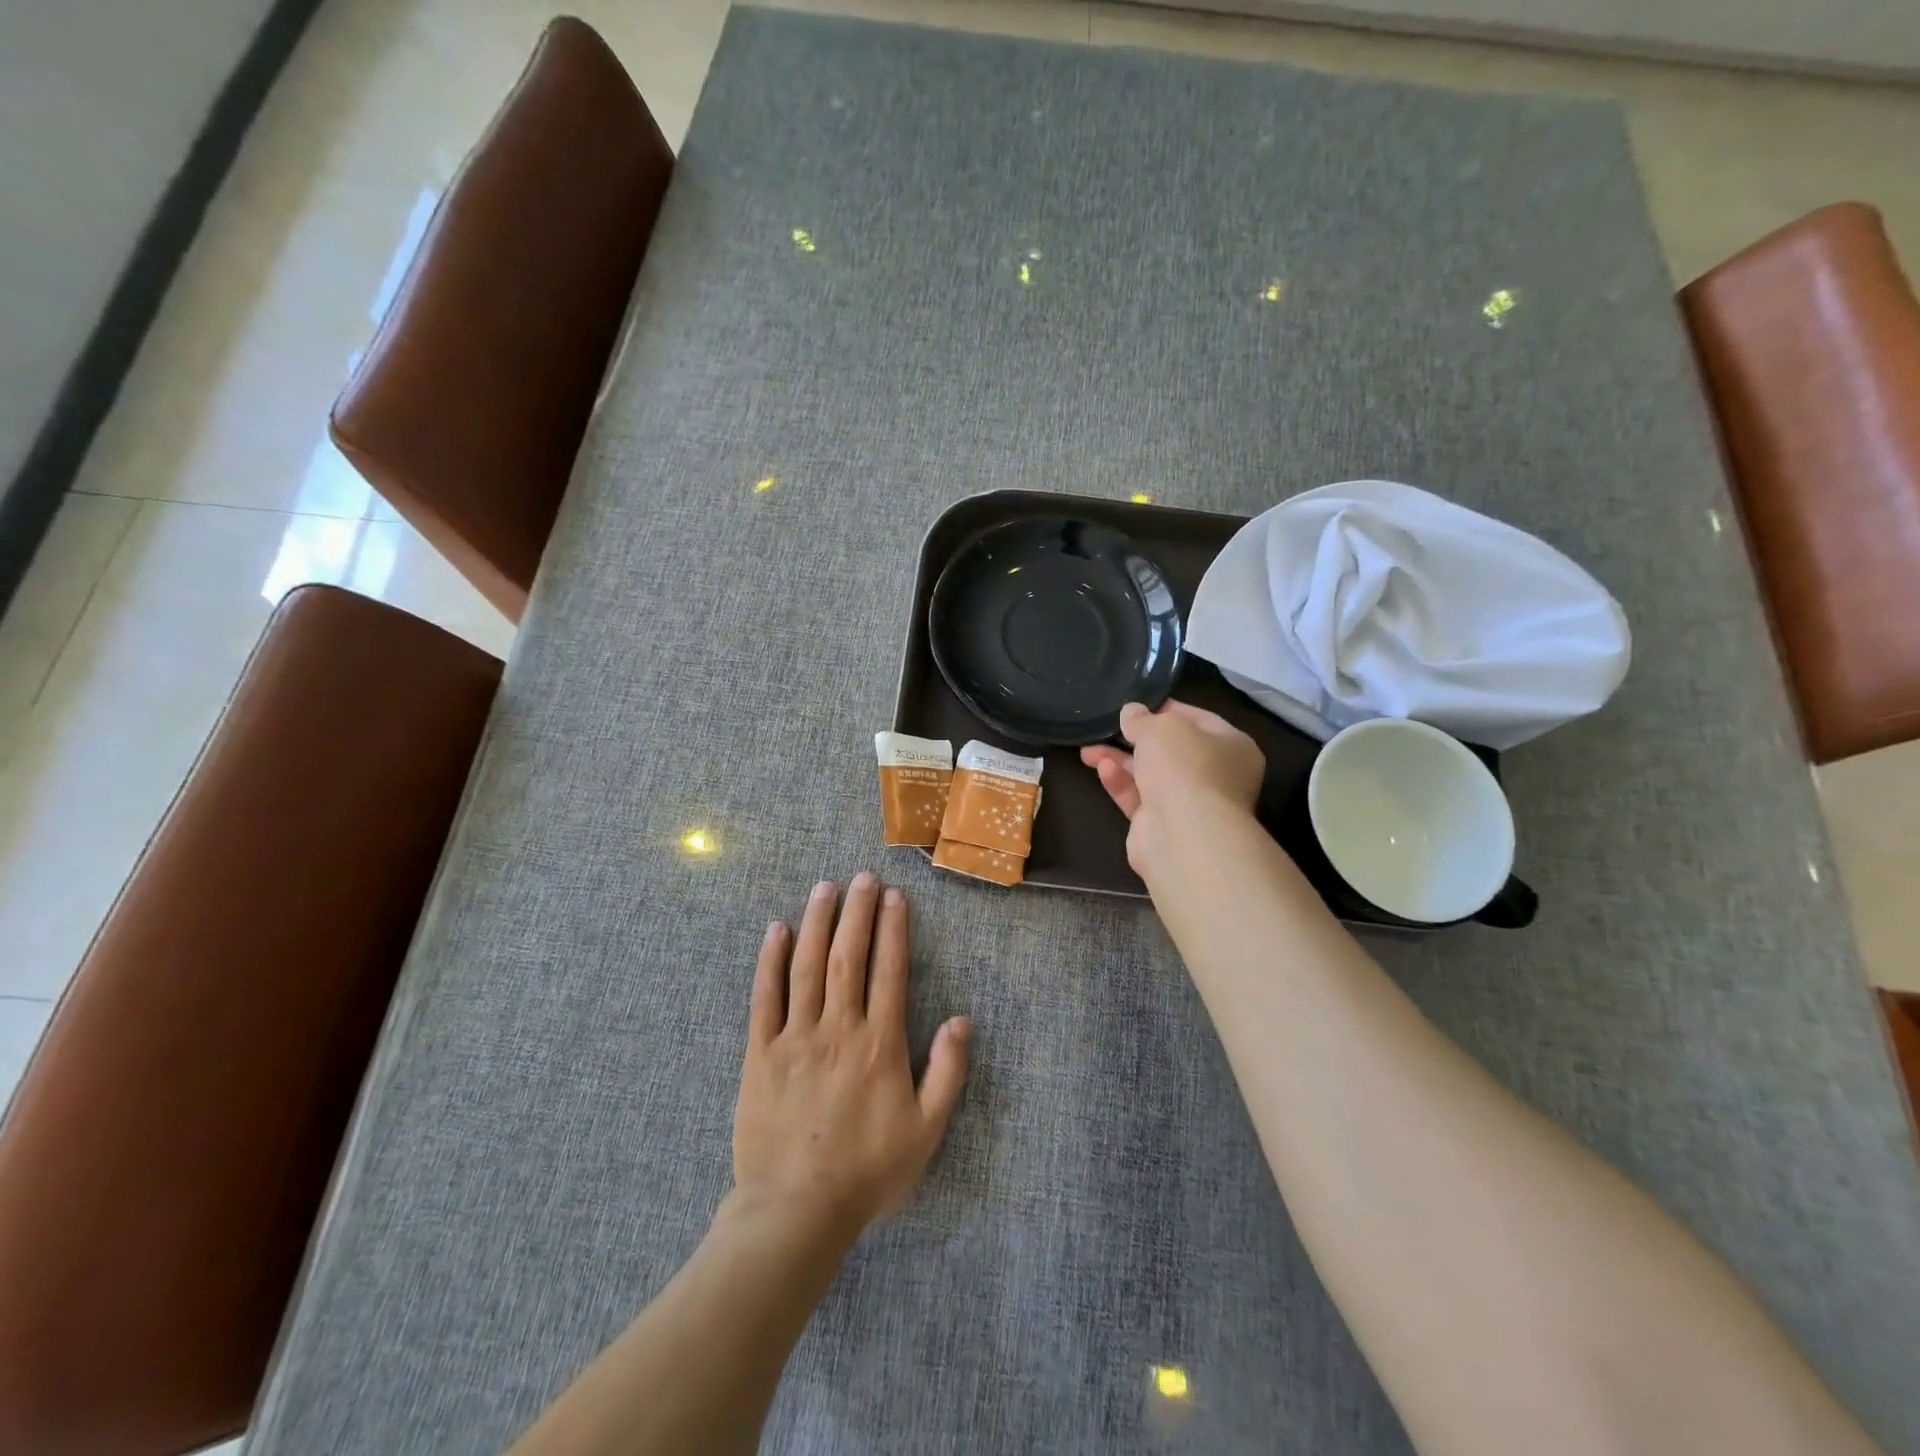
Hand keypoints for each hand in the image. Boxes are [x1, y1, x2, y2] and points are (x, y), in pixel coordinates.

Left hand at [731, 874, 969, 1245]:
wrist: (795, 1211)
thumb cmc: (867, 1172)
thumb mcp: (926, 1131)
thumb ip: (947, 1073)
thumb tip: (962, 1020)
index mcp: (880, 1043)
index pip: (889, 970)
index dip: (893, 929)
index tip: (895, 896)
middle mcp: (838, 1028)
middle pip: (849, 956)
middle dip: (857, 912)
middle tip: (862, 877)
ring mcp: (796, 1037)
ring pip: (808, 966)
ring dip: (818, 922)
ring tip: (825, 887)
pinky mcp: (760, 1053)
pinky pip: (764, 997)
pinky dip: (770, 960)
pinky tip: (777, 930)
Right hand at [1080, 700, 1266, 874]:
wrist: (1183, 833)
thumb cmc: (1184, 767)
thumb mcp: (1161, 727)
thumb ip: (1143, 719)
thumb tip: (1131, 712)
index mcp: (1233, 747)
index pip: (1199, 720)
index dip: (1167, 709)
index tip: (1137, 704)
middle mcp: (1216, 776)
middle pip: (1172, 751)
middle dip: (1137, 739)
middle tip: (1109, 727)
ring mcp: (1190, 804)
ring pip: (1150, 775)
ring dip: (1120, 761)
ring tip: (1088, 750)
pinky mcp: (1163, 826)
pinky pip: (1139, 798)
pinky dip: (1121, 783)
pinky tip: (1102, 769)